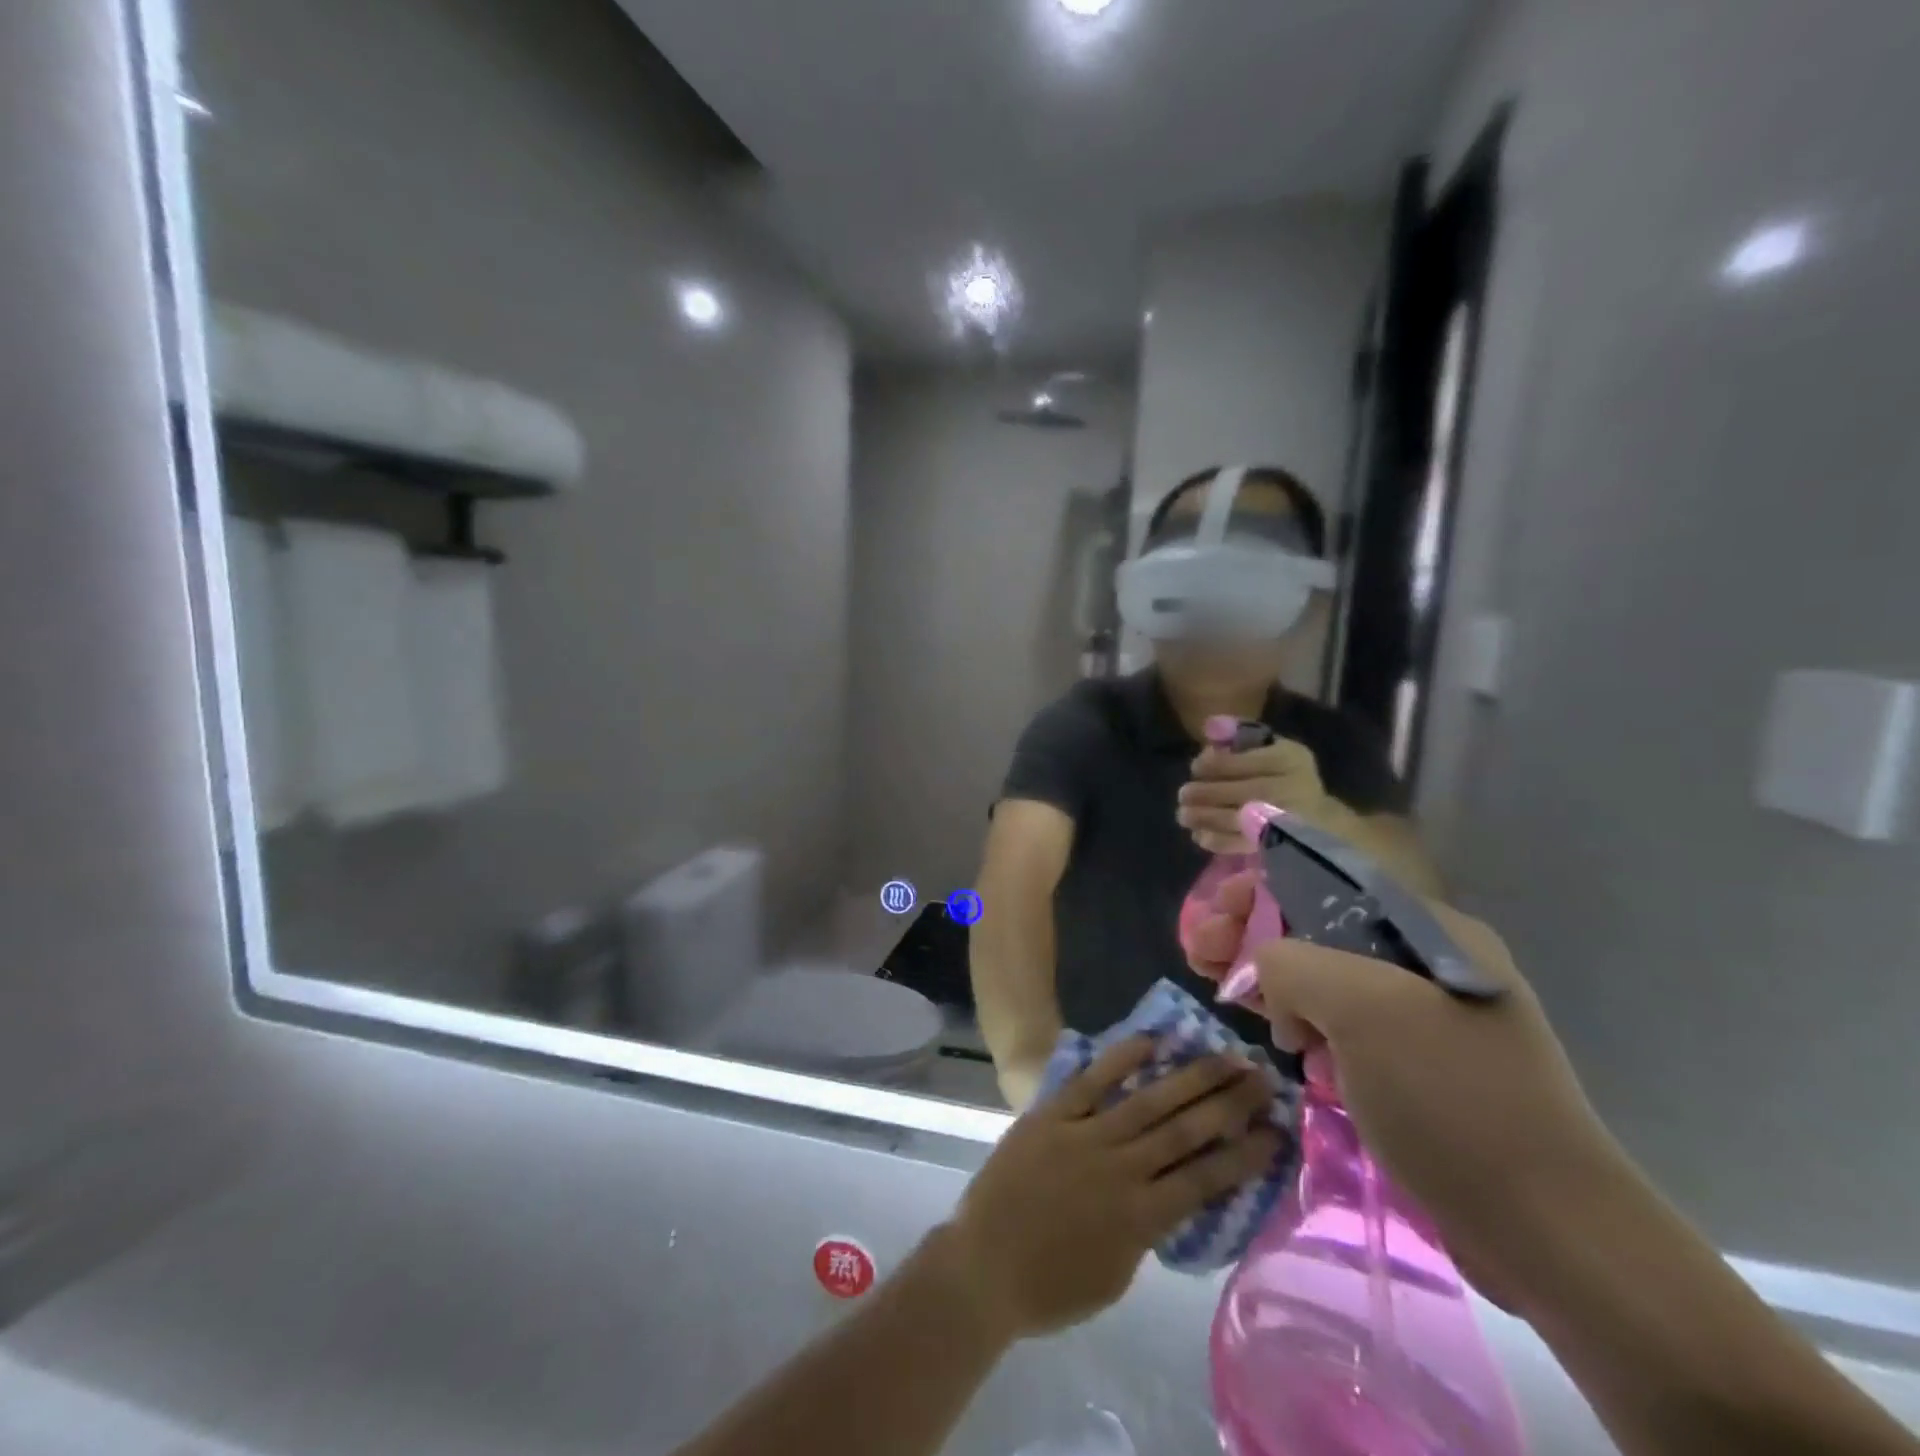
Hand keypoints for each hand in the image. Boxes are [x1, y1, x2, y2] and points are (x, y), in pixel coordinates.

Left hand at [945, 1040, 1280, 1341]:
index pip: (1207, 1178)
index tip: (1276, 1130)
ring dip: (1190, 1077)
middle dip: (1228, 1102)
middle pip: (1185, 1129)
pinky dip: (1121, 1060)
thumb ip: (1147, 1231)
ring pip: (1149, 1101)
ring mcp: (1086, 1135)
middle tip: (1261, 1075)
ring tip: (1224, 1055)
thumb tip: (1171, 1196)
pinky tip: (1151, 1041)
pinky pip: (1092, 1081)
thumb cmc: (1051, 1286)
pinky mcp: (1053, 1114)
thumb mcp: (1117, 1275)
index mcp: (1142, 1217)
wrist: (983, 1264)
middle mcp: (1122, 1168)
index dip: (1244, 1153)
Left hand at [1178, 738, 1340, 852]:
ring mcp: (1285, 820)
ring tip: (1183, 814)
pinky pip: (1241, 844)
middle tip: (1183, 794)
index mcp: (1288, 759)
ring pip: (1236, 819)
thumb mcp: (1271, 747)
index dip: (1213, 765)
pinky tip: (1199, 834)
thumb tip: (1211, 726)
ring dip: (1203, 817)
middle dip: (1204, 793)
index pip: (1243, 761)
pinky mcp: (1277, 845)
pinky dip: (1215, 840)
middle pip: (1240, 791)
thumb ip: (1241, 735)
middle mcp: (1291, 788)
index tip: (1195, 767)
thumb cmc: (1284, 776)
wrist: (1318, 819)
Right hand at [1187, 880, 1619, 1314]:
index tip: (1216, 907)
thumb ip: (1293, 963)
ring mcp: (1421, 1019)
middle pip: (1319, 928)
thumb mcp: (1363, 1008)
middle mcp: (1427, 963)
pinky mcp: (1412, 1068)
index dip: (1264, 884)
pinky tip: (1275, 1035)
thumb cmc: (1452, 1100)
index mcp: (1429, 931)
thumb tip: (1267, 973)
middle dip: (1254, 932)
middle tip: (1200, 951)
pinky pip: (1341, 1025)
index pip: (1328, 882)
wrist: (1549, 1234)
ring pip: (1324, 978)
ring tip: (1219, 986)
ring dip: (1269, 977)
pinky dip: (1301, 1022)